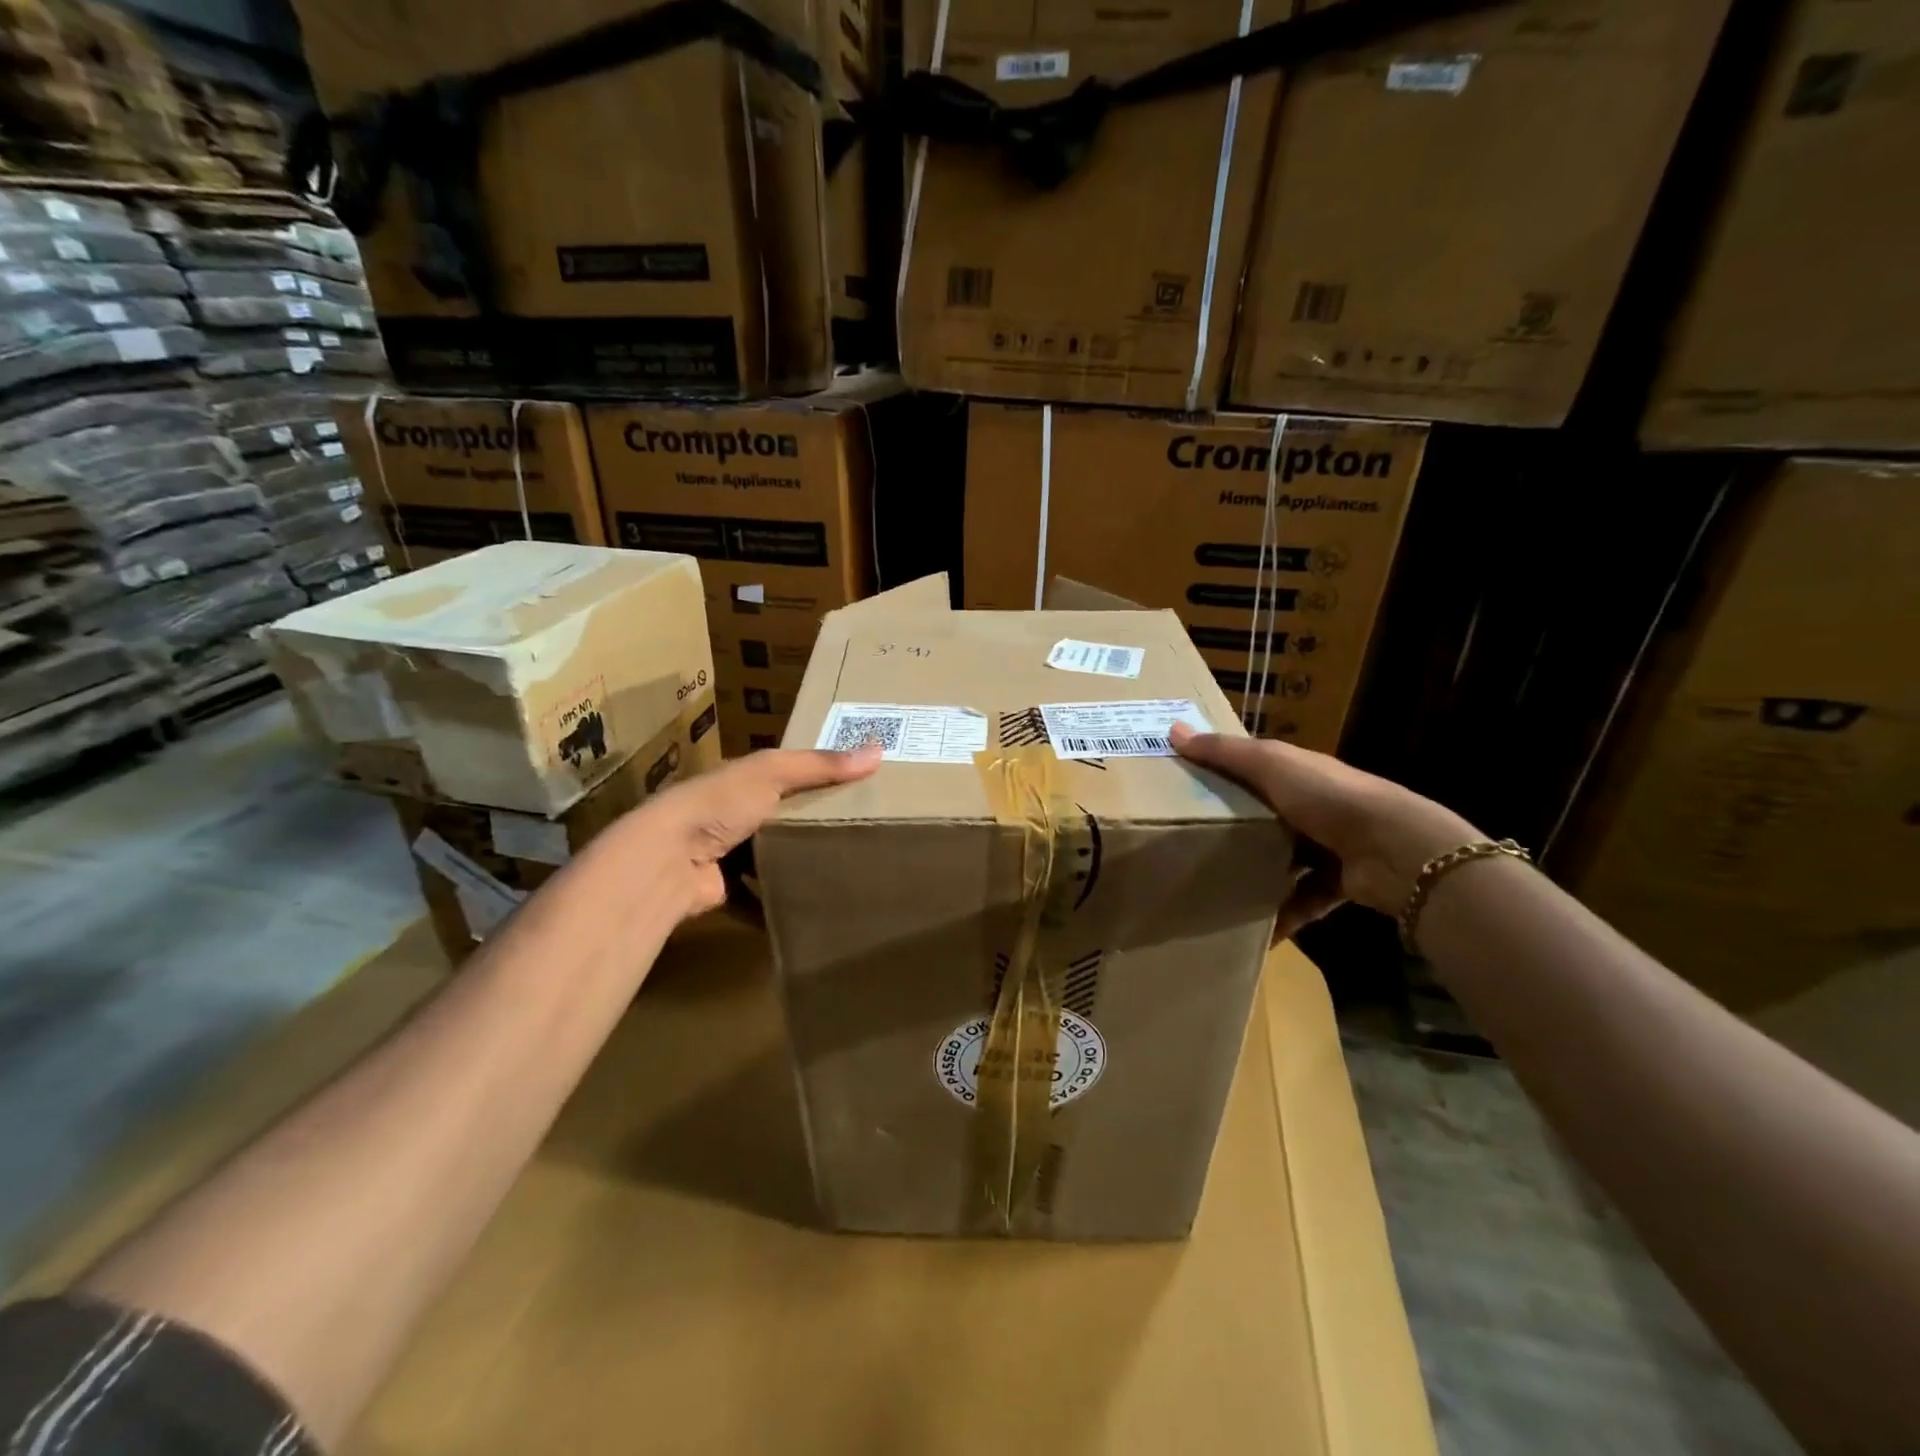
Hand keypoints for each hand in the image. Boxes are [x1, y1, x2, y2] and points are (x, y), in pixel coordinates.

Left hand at [604, 745, 881, 919]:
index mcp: (740, 780)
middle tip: (860, 831)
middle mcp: (730, 814)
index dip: (818, 775)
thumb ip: (820, 765)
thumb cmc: (719, 805)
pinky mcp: (724, 890)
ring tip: (841, 869)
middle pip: (780, 817)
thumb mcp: (772, 774)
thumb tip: (878, 750)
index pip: (786, 773)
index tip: (857, 784)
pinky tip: (809, 905)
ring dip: (794, 863)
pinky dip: (776, 902)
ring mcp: (724, 854)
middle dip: (811, 823)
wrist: (666, 861)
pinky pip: (758, 896)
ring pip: (769, 857)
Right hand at [1170, 724, 1480, 939]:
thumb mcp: (1270, 765)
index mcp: (1299, 773)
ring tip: (1219, 889)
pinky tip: (1256, 929)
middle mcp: (1316, 806)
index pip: (1256, 769)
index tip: (1186, 786)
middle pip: (1268, 816)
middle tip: (1192, 845)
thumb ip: (1224, 752)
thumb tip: (1172, 730)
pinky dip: (1283, 915)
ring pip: (1285, 859)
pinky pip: (1302, 900)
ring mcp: (1330, 846)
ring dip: (1259, 874)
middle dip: (1237, 830)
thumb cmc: (1327, 797)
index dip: (1224, 773)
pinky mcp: (1338, 884)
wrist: (1395, 850)